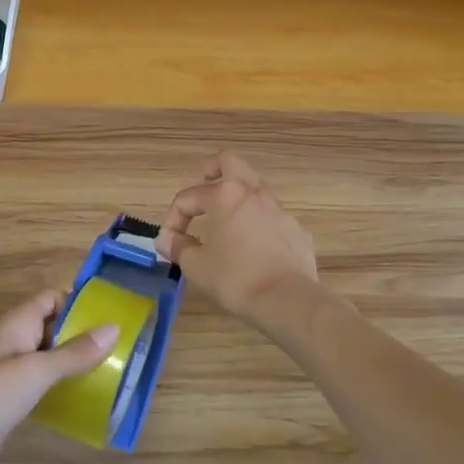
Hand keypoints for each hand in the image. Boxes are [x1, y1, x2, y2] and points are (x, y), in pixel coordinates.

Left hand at [0, 289, 119, 463]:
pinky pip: (40, 387)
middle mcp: (13, 343)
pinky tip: (83, 400)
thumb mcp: (37, 370)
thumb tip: (114, 326)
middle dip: (81, 334)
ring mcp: (8, 375)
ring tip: (110, 372)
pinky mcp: (8, 403)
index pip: (50, 299)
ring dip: (72, 363)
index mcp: (16, 324)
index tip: (110, 315)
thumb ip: (75, 352)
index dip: (77, 302)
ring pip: (47, 359)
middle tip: (119, 347)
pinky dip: (60, 389)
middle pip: (51, 328)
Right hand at [157, 152, 317, 328]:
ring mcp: (279, 209)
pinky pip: (272, 217)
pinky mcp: (296, 229)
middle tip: (200, 190)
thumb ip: (178, 247)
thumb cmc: (235, 279)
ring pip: (254, 188)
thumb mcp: (197, 266)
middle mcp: (253, 193)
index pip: (188, 196)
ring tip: (225, 223)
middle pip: (229, 162)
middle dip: (210, 171)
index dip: (173, 218)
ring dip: (236, 198)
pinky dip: (258, 224)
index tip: (170, 243)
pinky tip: (253, 248)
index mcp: (225, 196)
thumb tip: (166, 239)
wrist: (288, 300)